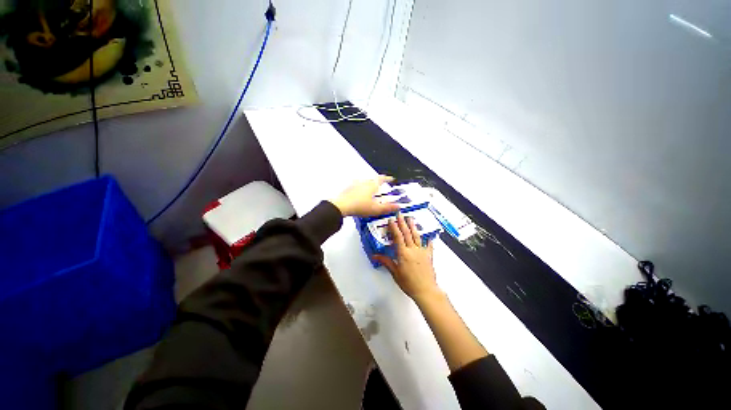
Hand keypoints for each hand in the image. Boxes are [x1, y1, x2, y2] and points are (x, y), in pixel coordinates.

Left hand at [331, 175, 399, 216]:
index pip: (382, 179)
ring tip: (370, 190)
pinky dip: (360, 188)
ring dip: (368, 184)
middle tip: (381, 185)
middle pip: (373, 179)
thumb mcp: (376, 209)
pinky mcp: (348, 188)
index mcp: (372, 185)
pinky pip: (357, 185)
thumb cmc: (359, 206)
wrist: (341, 205)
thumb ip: (387, 208)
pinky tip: (359, 194)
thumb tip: (398, 206)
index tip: (391, 178)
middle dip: (378, 181)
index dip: (387, 179)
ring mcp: (355, 184)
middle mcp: (364, 182)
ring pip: (364, 181)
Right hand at [373, 213, 442, 302]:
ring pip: (417, 236)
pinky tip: (429, 235)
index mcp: (403, 253)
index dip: (394, 227)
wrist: (426, 290)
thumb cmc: (409, 283)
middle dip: (403, 222)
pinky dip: (428, 239)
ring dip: (413, 226)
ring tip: (411, 218)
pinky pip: (429, 245)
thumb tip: (375, 256)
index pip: (398, 237)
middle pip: (407, 233)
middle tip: (400, 214)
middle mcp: (413, 249)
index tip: (391, 220)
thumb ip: (386, 262)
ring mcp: (422, 251)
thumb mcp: (395, 273)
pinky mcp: (429, 256)